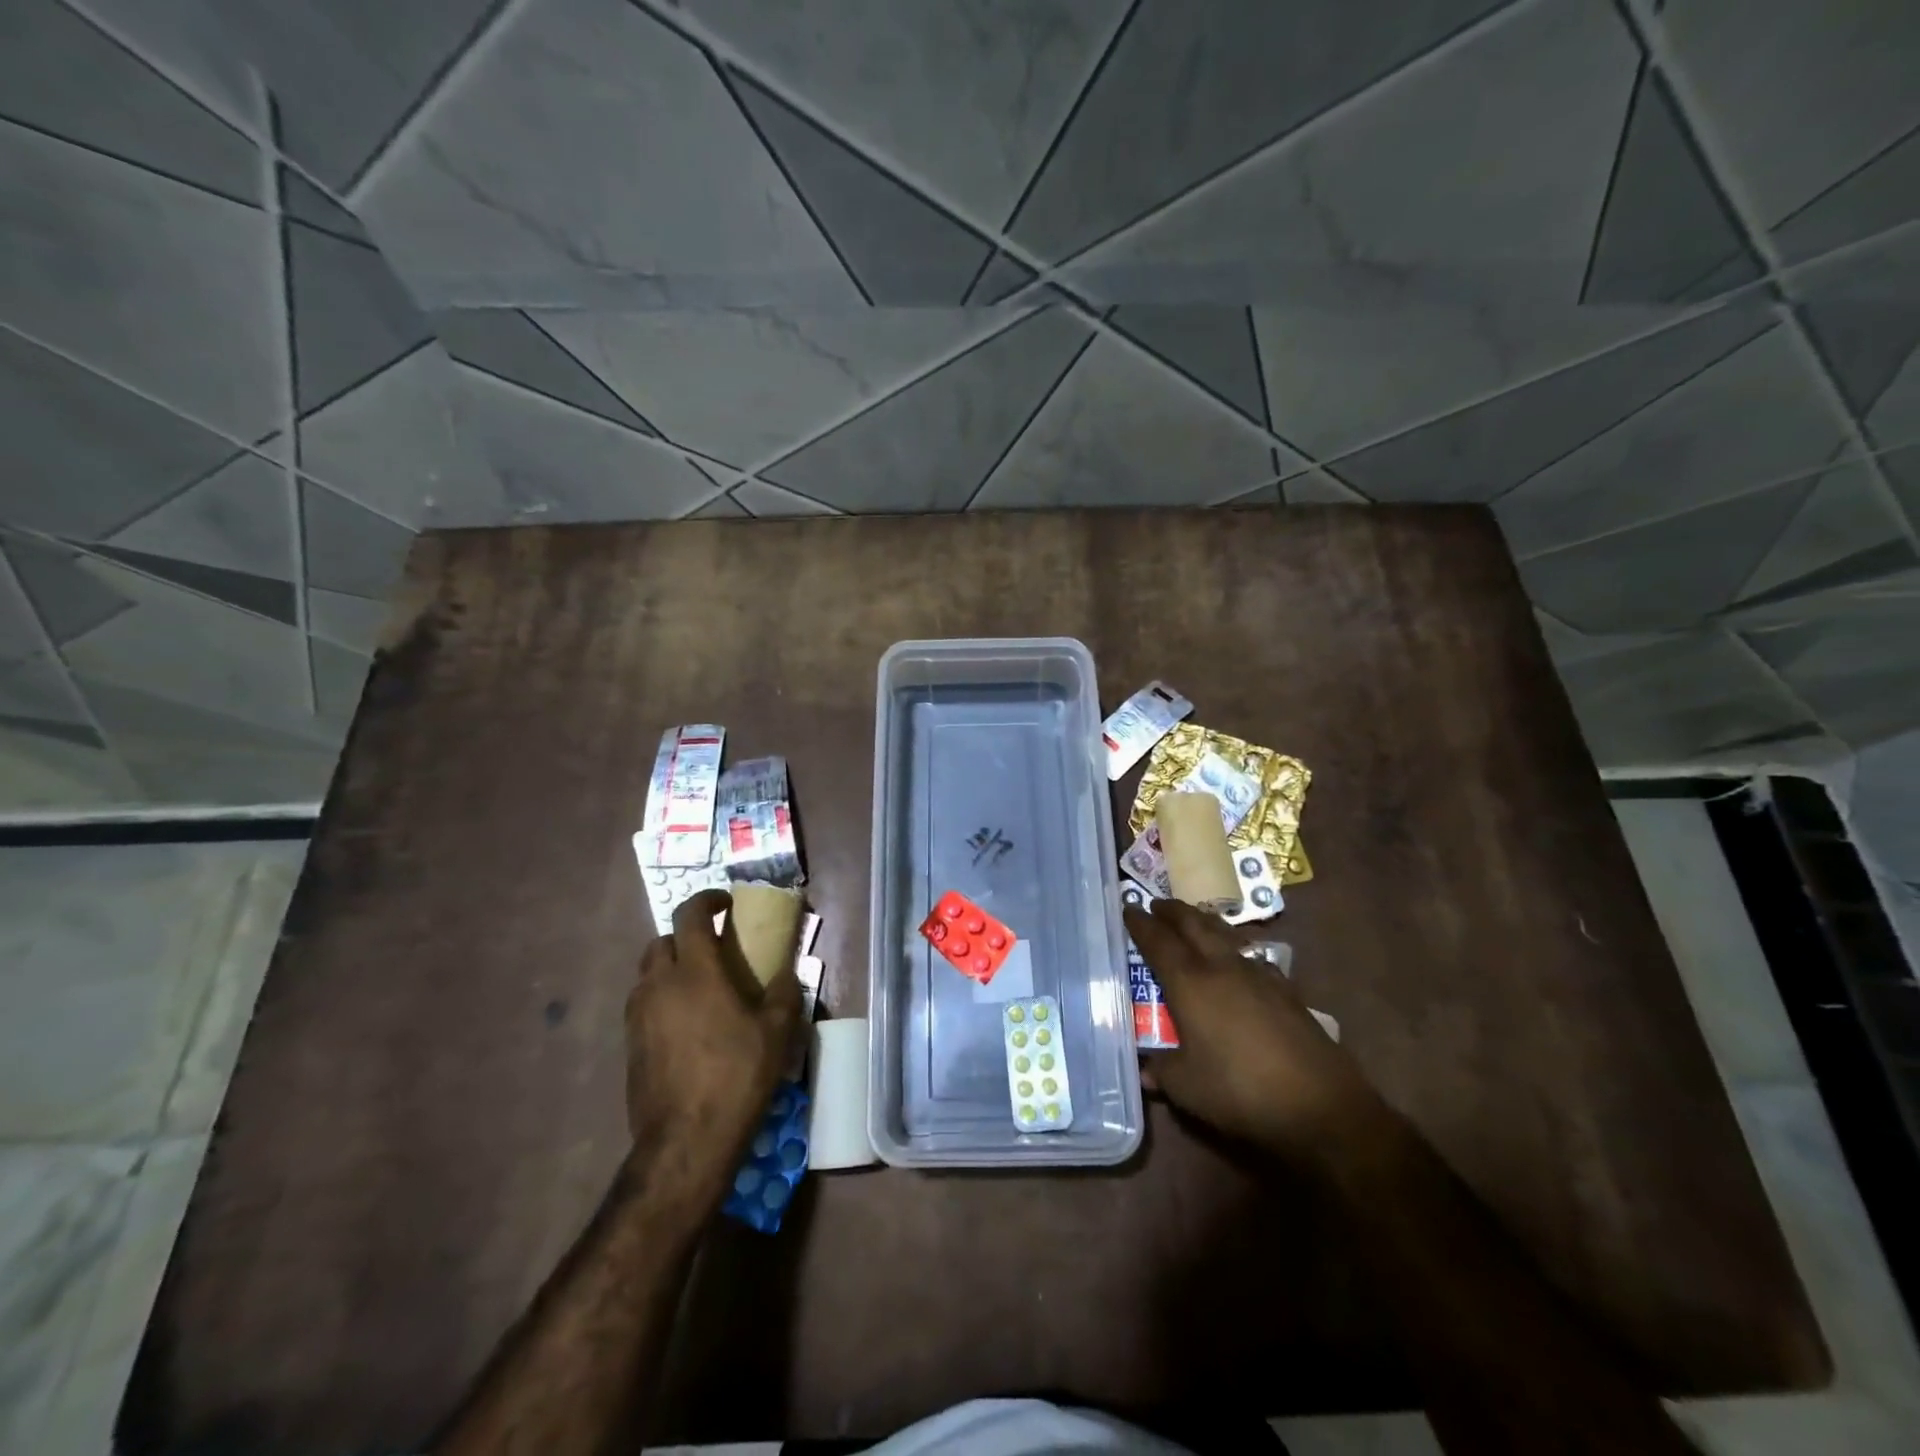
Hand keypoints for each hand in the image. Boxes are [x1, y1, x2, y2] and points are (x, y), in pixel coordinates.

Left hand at [624, 890, 801, 1177]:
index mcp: (695, 972)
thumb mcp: (776, 1033)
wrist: (685, 1141)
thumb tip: (785, 974)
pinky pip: (644, 1005)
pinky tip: (687, 1025)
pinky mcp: (630, 1045)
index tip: (726, 904)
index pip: (690, 915)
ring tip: (700, 989)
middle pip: (661, 941)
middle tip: (713, 950)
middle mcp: (659, 985)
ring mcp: (638, 1016)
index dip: (707, 900)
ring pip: (648, 974)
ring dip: (671, 969)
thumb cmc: (736, 1076)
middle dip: (685, 937)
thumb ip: (783, 994)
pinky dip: (662, 1000)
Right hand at [1123, 898, 1381, 1158]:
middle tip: (1157, 906)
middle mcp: (1222, 967)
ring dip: (1204, 923)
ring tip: (1193, 923)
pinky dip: (1233, 948)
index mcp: (1191, 982)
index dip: (1140, 924)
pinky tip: (1237, 962)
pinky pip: (1250, 955)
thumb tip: (1145, 1069)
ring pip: (1225, 934)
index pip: (1158, 941)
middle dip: (1173, 911)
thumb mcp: (1186, 1087)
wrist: (1321, 1107)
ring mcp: (1259, 975)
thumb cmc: (1240, 1092)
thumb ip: (1161, 1070)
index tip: (1128, 909)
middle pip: (1194, 924)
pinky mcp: (1286, 990)